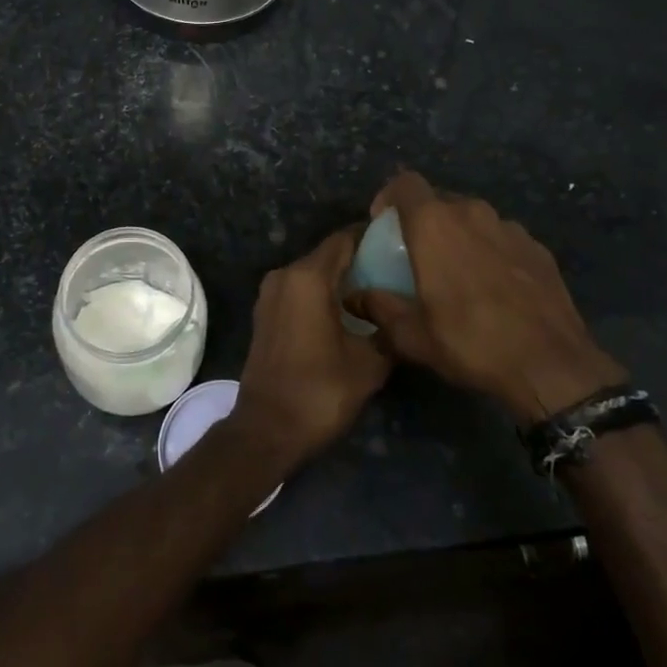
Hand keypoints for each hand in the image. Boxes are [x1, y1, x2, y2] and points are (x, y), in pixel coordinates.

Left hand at [231, 227, 390, 474]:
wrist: (267, 429)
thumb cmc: (320, 392)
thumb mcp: (369, 363)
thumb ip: (388, 329)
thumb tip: (400, 315)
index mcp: (308, 277)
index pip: (345, 239)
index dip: (372, 237)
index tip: (399, 244)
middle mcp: (284, 275)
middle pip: (328, 254)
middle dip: (359, 259)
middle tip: (395, 270)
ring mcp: (270, 293)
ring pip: (313, 272)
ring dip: (340, 278)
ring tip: (377, 291)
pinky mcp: (265, 312)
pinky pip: (299, 290)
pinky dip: (322, 293)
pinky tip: (348, 311)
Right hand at [347, 171, 624, 422]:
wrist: (552, 365)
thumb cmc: (470, 342)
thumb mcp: (412, 335)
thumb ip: (378, 309)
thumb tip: (353, 298)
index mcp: (434, 224)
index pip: (405, 183)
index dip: (389, 196)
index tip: (383, 224)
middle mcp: (472, 213)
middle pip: (439, 200)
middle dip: (424, 220)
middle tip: (417, 254)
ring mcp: (510, 228)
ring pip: (473, 218)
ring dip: (459, 235)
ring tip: (457, 272)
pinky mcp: (538, 247)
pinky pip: (502, 238)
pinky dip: (490, 251)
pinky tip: (494, 287)